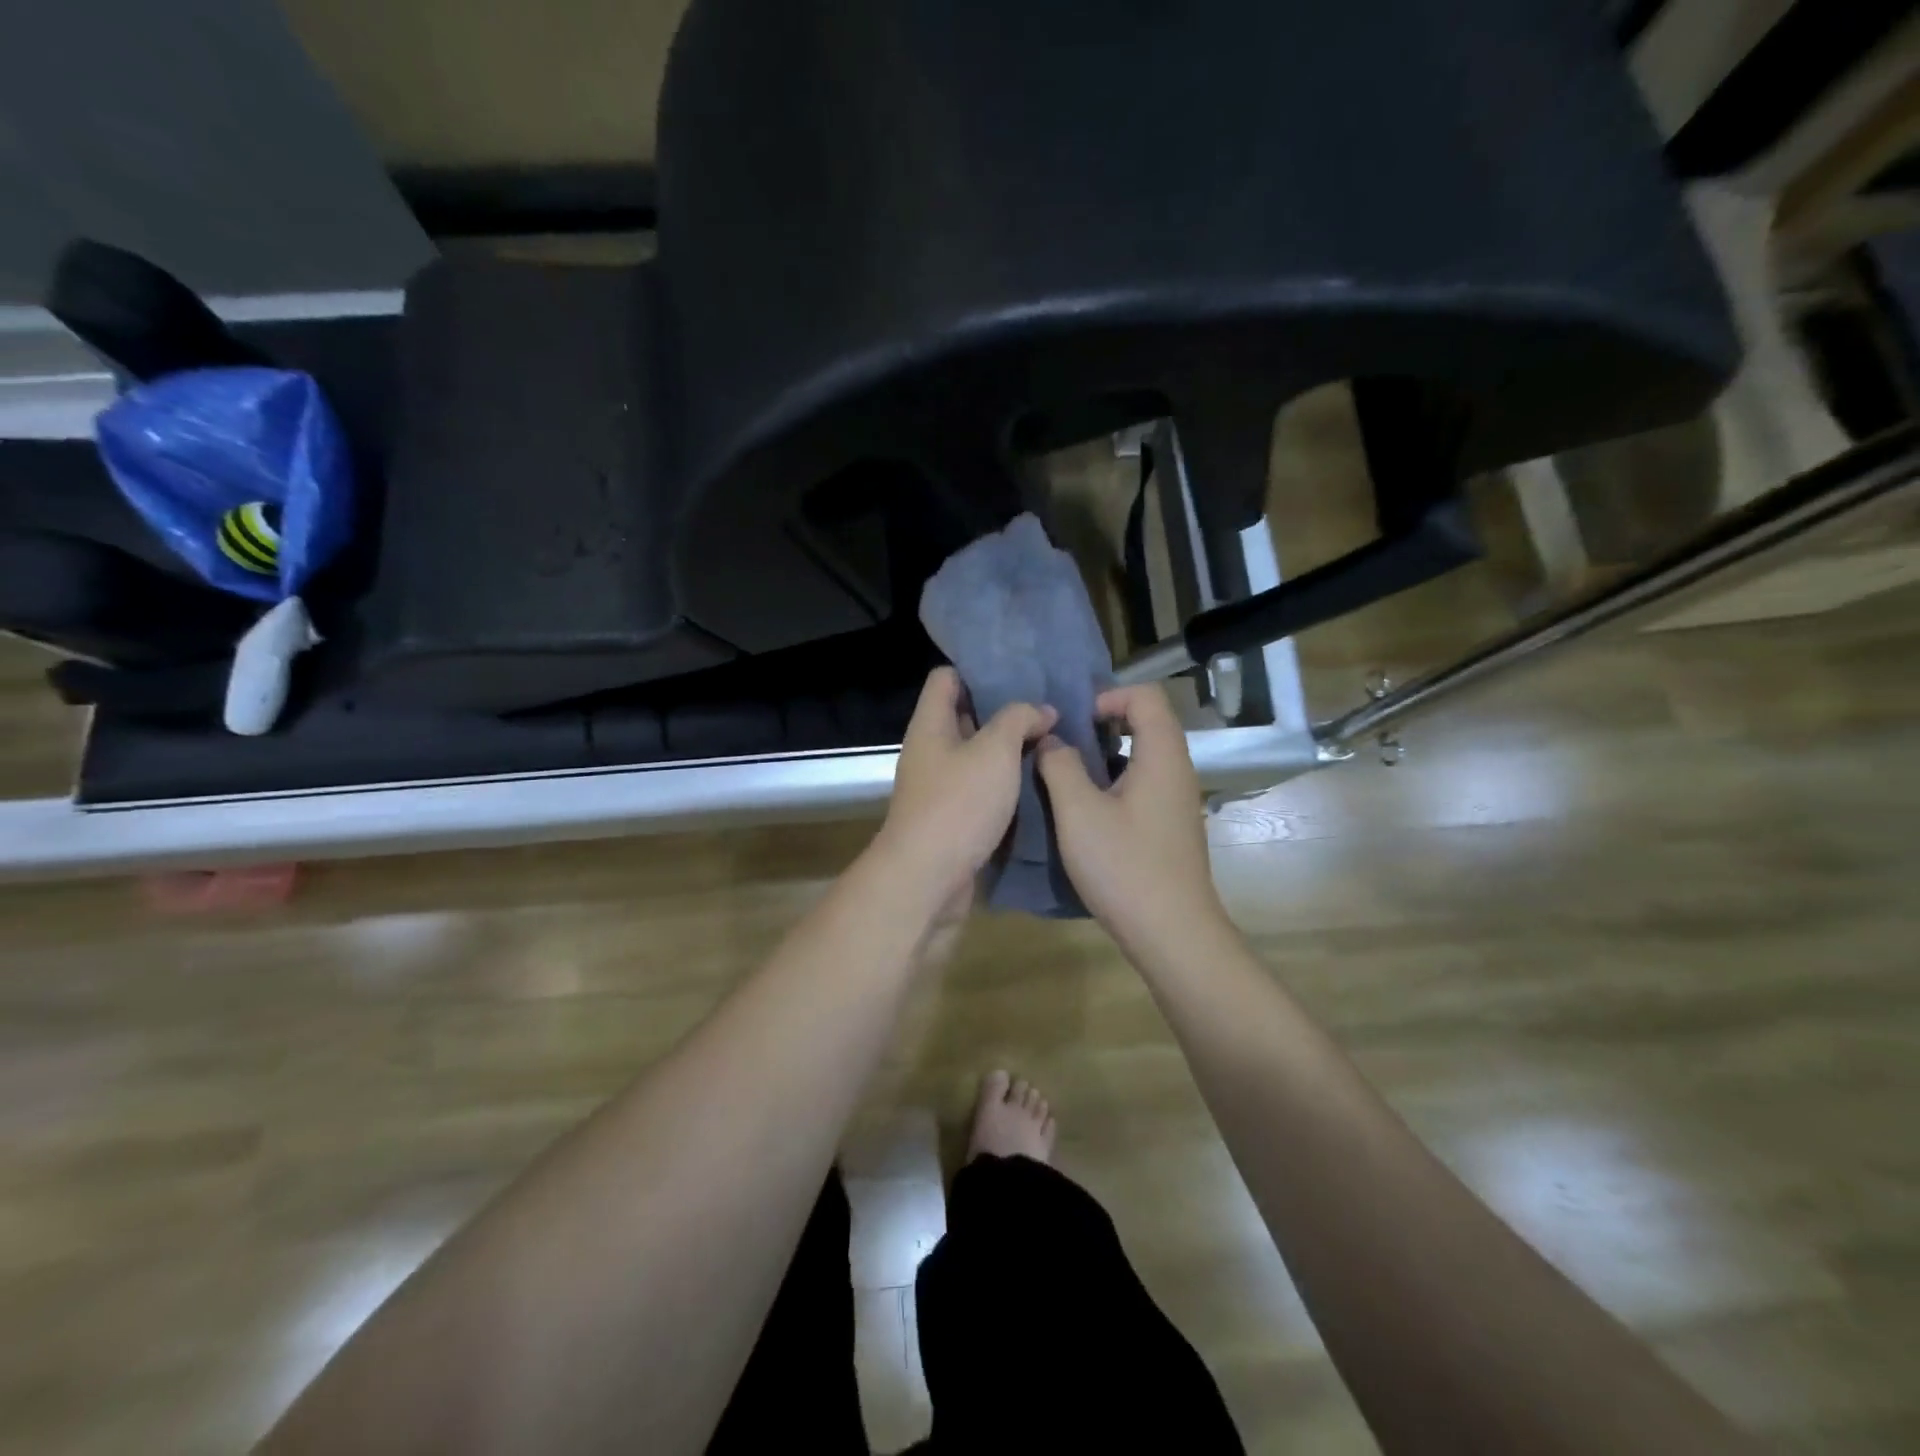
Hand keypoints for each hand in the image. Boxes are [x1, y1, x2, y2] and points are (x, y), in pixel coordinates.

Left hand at [874, 668, 1055, 917]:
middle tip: (1050, 709)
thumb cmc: (958, 804)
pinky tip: (1041, 783)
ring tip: (1054, 743)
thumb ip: (1018, 720)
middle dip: (1005, 712)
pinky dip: (1007, 785)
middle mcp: (931, 752)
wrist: (928, 878)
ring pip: (979, 757)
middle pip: (966, 717)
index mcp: (931, 725)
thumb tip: (1041, 711)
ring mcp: (941, 787)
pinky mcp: (954, 819)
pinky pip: (983, 791)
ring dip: (1011, 752)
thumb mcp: (995, 751)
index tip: (1020, 673)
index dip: (978, 670)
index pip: (946, 678)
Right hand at [1037, 683, 1227, 957]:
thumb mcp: (1078, 812)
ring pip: (1143, 757)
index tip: (1072, 720)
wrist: (1172, 933)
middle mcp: (1177, 771)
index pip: (1144, 696)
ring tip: (1066, 775)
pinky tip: (1086, 811)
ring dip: (1105, 756)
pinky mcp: (1171, 826)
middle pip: (1146, 723)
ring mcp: (1178, 801)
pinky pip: (1144, 785)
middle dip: (1101, 724)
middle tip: (1062, 744)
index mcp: (1161, 756)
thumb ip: (1060, 766)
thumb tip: (1053, 741)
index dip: (1107, 696)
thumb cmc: (1124, 866)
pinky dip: (1115, 782)